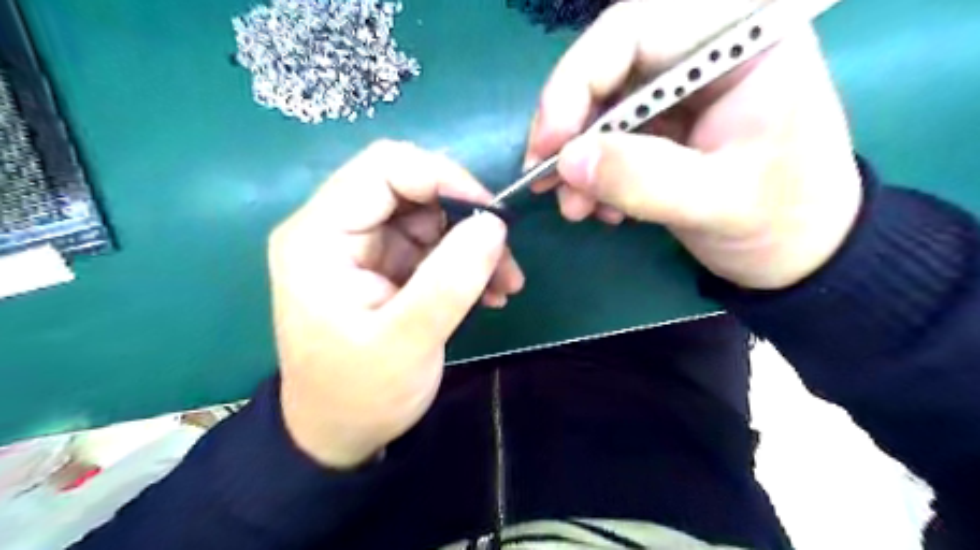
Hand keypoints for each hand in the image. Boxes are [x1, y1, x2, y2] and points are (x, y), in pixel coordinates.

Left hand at [266, 140, 523, 468]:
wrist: (339, 432)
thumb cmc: (361, 394)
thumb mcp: (408, 341)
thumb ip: (451, 279)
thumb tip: (494, 223)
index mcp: (319, 237)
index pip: (384, 168)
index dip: (443, 178)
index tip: (491, 215)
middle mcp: (333, 229)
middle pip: (409, 187)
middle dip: (464, 216)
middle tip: (504, 257)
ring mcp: (359, 247)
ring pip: (428, 215)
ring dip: (471, 243)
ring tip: (504, 285)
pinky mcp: (381, 265)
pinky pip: (430, 244)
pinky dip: (463, 261)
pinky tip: (488, 292)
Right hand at [529, 0, 864, 290]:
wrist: (798, 252)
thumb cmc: (782, 220)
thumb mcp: (717, 202)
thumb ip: (643, 178)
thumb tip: (566, 161)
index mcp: (741, 41)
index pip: (635, 28)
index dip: (577, 80)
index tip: (551, 144)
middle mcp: (704, 52)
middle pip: (606, 68)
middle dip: (569, 129)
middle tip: (545, 180)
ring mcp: (678, 91)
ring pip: (599, 107)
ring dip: (576, 160)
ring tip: (574, 208)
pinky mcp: (662, 126)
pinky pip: (608, 139)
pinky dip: (593, 174)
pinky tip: (601, 208)